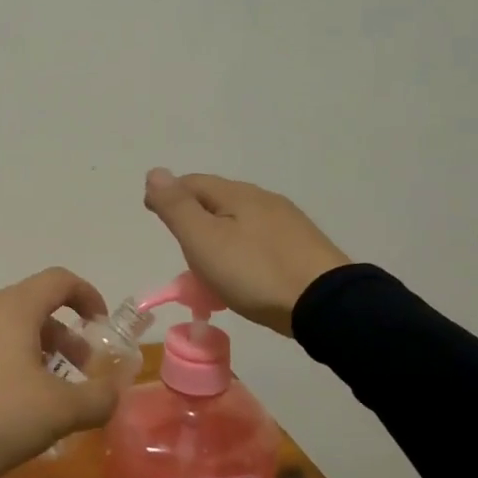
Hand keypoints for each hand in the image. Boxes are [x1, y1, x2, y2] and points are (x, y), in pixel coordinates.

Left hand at [0, 267, 124, 477]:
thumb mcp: (58, 412)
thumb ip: (97, 398)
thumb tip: (114, 391)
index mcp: (13, 309)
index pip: (59, 280)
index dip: (87, 296)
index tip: (101, 326)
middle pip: (33, 308)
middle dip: (64, 337)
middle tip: (80, 372)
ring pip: (6, 331)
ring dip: (35, 354)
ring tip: (46, 396)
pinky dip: (5, 366)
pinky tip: (6, 409)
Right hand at [143, 169, 348, 336]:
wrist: (325, 304)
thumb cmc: (254, 272)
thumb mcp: (204, 241)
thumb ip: (177, 207)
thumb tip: (154, 172)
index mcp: (236, 194)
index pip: (191, 183)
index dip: (168, 195)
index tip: (153, 214)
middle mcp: (263, 199)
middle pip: (217, 200)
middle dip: (194, 217)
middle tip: (180, 246)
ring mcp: (287, 222)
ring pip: (240, 220)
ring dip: (219, 234)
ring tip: (210, 264)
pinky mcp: (303, 246)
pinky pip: (260, 240)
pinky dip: (242, 249)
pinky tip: (245, 271)